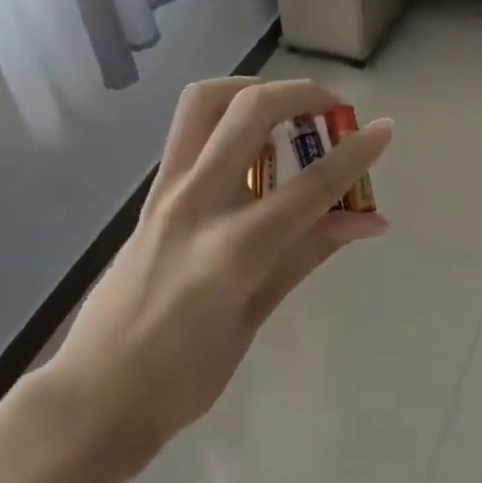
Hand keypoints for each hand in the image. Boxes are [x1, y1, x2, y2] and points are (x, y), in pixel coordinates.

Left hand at [35, 79, 391, 480]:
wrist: (95, 393)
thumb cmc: (182, 377)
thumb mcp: (254, 319)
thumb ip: (307, 255)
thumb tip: (369, 221)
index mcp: (231, 250)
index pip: (309, 186)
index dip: (355, 154)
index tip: (386, 129)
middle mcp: (196, 203)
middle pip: (250, 113)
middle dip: (301, 94)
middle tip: (333, 110)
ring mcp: (165, 192)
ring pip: (205, 102)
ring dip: (253, 89)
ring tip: (286, 111)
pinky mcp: (150, 194)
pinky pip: (188, 131)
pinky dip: (226, 116)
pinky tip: (250, 146)